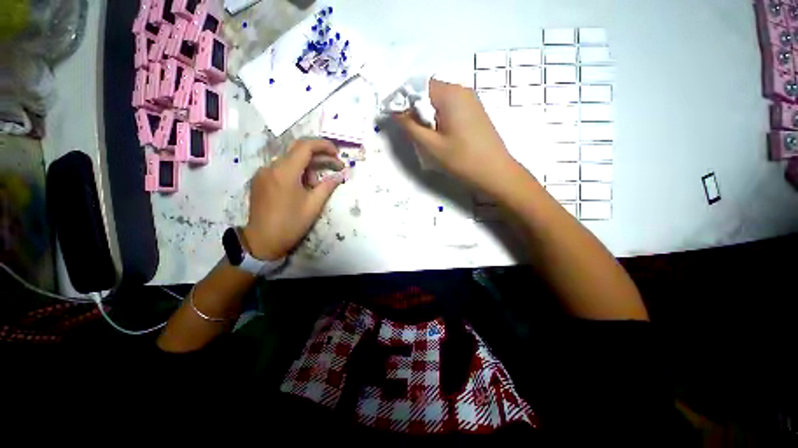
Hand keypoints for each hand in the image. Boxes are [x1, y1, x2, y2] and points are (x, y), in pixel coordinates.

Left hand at [242, 139, 343, 260]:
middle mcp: (271, 167)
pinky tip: (302, 188)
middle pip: (298, 152)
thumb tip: (340, 175)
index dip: (324, 145)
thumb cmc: (291, 224)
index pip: (305, 146)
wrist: (263, 241)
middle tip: (335, 166)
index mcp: (284, 172)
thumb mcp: (314, 205)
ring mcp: (263, 173)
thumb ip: (328, 186)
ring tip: (317, 186)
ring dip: (308, 168)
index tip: (337, 153)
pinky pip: (281, 169)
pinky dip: (296, 173)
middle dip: (319, 157)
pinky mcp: (260, 180)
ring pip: (290, 161)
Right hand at [393, 79, 522, 194]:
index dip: (403, 99)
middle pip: (429, 91)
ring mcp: (471, 100)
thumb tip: (395, 112)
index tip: (395, 118)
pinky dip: (439, 118)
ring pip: (439, 101)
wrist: (495, 172)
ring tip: (425, 136)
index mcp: (450, 94)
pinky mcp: (474, 112)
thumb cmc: (462, 159)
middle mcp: (461, 90)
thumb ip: (410, 126)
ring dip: (427, 115)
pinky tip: (440, 135)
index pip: (418, 85)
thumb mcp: (431, 145)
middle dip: (415, 108)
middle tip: (411, 131)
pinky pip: (450, 108)